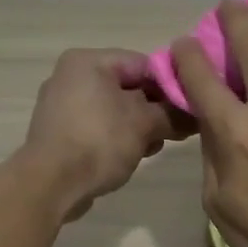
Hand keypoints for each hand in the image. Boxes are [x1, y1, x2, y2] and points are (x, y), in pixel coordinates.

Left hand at [23, 49, 186, 220]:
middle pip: (128, 87)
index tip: (190, 108)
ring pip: (115, 110)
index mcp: (88, 62)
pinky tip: (132, 156)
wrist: (50, 185)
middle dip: (155, 110)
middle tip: (177, 132)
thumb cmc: (98, 142)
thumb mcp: (144, 125)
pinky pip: (98, 127)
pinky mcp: (59, 133)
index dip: (171, 85)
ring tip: (154, 147)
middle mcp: (71, 76)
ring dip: (139, 127)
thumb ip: (173, 115)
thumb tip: (197, 115)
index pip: (143, 64)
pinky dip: (117, 138)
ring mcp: (62, 106)